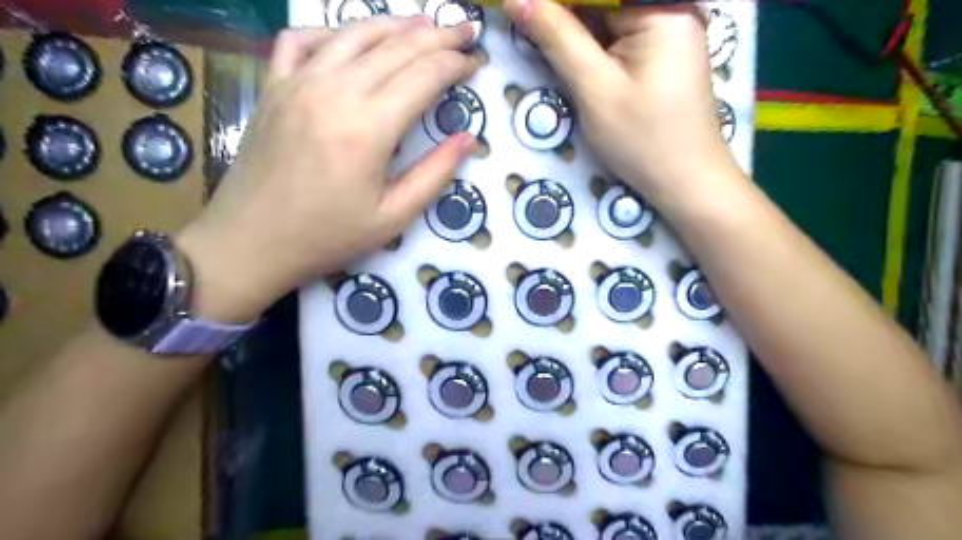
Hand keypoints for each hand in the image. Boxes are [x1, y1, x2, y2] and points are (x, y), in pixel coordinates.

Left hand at [176, 19, 475, 319]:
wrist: (251, 242)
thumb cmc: (327, 236)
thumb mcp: (393, 217)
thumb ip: (434, 174)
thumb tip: (468, 139)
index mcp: (369, 126)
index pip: (424, 76)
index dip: (455, 64)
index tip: (476, 61)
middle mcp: (335, 90)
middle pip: (396, 47)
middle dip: (437, 36)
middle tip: (463, 30)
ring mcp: (298, 82)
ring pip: (354, 34)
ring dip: (395, 24)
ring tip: (424, 22)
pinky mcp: (274, 86)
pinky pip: (302, 40)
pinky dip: (333, 31)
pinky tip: (351, 38)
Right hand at [506, 0, 737, 208]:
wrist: (686, 181)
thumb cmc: (643, 139)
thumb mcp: (594, 88)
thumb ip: (557, 38)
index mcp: (660, 8)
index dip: (554, 2)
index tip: (518, 9)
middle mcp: (668, 10)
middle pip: (602, 4)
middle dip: (562, 16)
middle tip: (523, 23)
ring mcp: (668, 32)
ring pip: (606, 20)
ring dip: (572, 32)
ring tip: (539, 39)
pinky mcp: (661, 55)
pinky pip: (617, 38)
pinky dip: (590, 47)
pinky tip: (568, 57)